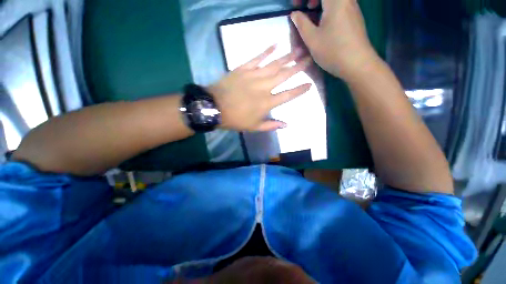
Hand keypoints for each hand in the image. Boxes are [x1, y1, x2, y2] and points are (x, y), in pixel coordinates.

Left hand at [209, 46, 311, 131]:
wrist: (215, 107)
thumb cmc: (235, 119)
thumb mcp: (254, 127)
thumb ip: (271, 125)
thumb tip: (286, 125)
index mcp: (267, 103)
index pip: (288, 95)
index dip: (299, 90)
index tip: (310, 84)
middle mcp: (263, 87)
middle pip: (284, 75)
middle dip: (297, 67)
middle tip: (309, 58)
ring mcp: (253, 76)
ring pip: (273, 64)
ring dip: (287, 56)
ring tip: (298, 49)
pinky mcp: (243, 68)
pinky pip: (257, 58)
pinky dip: (266, 51)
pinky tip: (275, 44)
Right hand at [291, 0, 379, 80]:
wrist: (357, 63)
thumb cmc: (333, 51)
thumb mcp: (312, 39)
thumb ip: (302, 24)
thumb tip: (295, 14)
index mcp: (335, 1)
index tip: (295, 5)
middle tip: (302, 6)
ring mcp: (352, 7)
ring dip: (320, 1)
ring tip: (311, 11)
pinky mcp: (354, 16)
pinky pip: (340, 4)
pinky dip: (328, 6)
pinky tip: (323, 20)